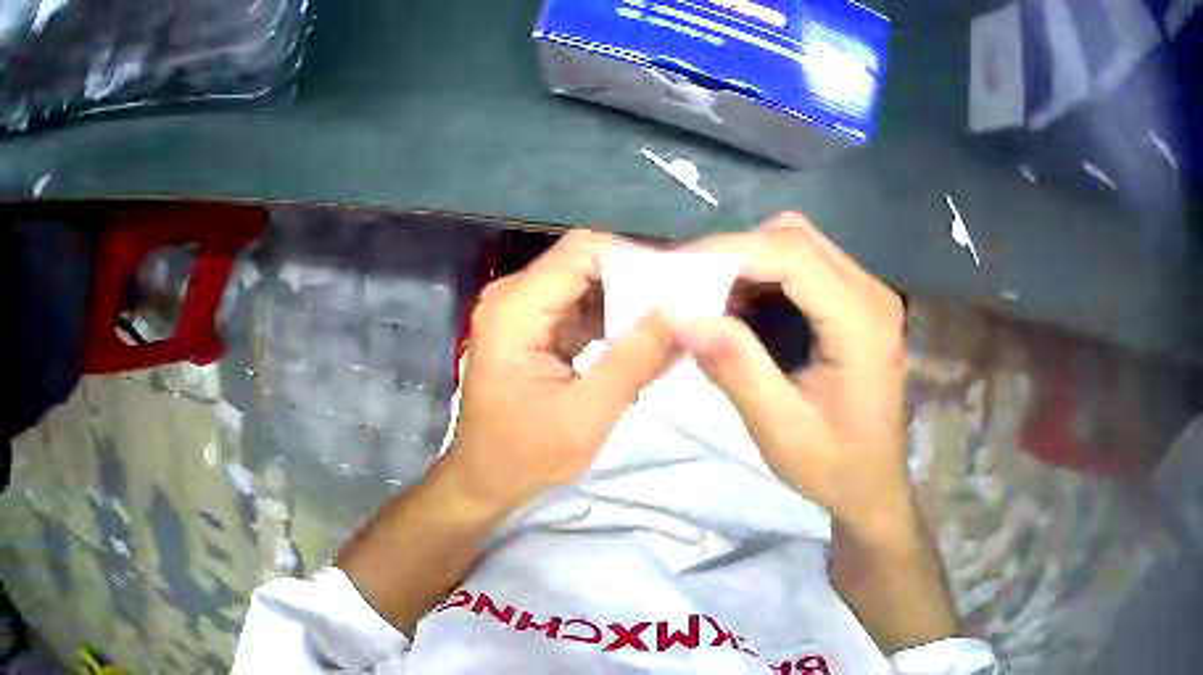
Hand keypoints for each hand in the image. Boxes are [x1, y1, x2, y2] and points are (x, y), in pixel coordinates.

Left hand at [443, 230, 678, 512]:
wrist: (484, 482)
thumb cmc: (524, 457)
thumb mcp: (586, 416)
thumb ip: (635, 361)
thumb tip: (686, 312)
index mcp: (515, 309)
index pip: (583, 251)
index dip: (636, 259)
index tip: (681, 284)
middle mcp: (514, 296)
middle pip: (586, 261)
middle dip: (638, 279)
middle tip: (688, 303)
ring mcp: (521, 309)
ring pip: (588, 282)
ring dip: (630, 299)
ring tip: (676, 320)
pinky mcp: (533, 326)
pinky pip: (581, 306)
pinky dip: (615, 318)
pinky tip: (646, 338)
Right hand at [674, 213, 913, 545]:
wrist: (874, 486)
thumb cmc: (833, 467)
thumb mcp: (779, 428)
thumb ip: (735, 367)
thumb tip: (680, 314)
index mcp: (860, 324)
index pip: (791, 255)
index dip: (729, 251)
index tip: (676, 268)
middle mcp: (872, 295)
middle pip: (796, 238)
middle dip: (735, 251)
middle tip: (688, 283)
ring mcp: (872, 295)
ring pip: (802, 242)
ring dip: (752, 258)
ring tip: (711, 295)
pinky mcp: (863, 303)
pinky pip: (811, 262)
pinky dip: (770, 270)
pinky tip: (745, 304)